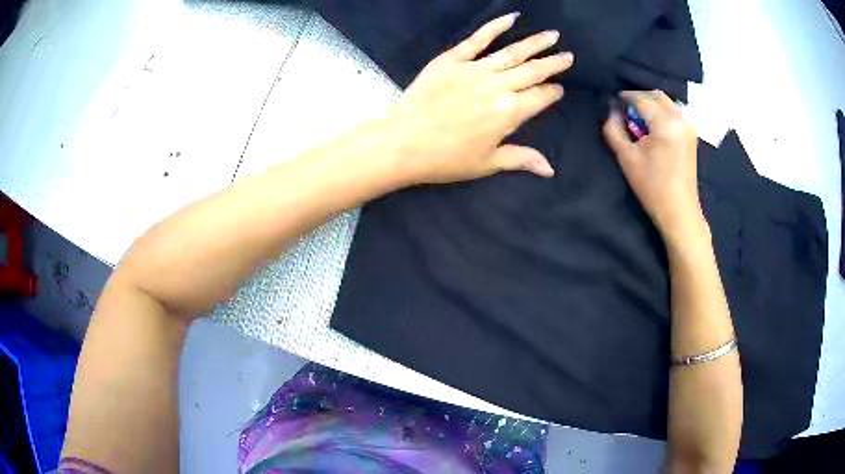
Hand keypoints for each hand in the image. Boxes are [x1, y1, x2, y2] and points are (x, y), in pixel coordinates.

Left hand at [387, 12, 573, 184]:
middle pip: (532, 71)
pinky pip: (478, 39)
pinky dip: (495, 27)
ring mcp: (475, 69)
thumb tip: (550, 169)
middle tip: (568, 55)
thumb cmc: (446, 158)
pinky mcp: (452, 60)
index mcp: (509, 113)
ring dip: (535, 43)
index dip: (552, 92)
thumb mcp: (488, 163)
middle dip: (553, 64)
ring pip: (512, 52)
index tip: (559, 88)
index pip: (540, 97)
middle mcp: (498, 86)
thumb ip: (521, 159)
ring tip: (552, 35)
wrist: (404, 143)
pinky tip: (511, 17)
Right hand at [603, 90, 704, 241]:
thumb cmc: (652, 187)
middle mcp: (680, 119)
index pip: (641, 99)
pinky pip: (674, 113)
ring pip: (667, 103)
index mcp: (665, 123)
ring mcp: (688, 127)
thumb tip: (611, 112)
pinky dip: (662, 113)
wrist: (679, 211)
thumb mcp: (627, 158)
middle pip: (657, 96)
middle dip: (640, 98)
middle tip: (627, 111)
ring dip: (651, 105)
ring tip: (640, 120)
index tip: (614, 102)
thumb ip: (614, 131)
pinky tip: (654, 128)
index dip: (625, 97)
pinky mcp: (691, 135)